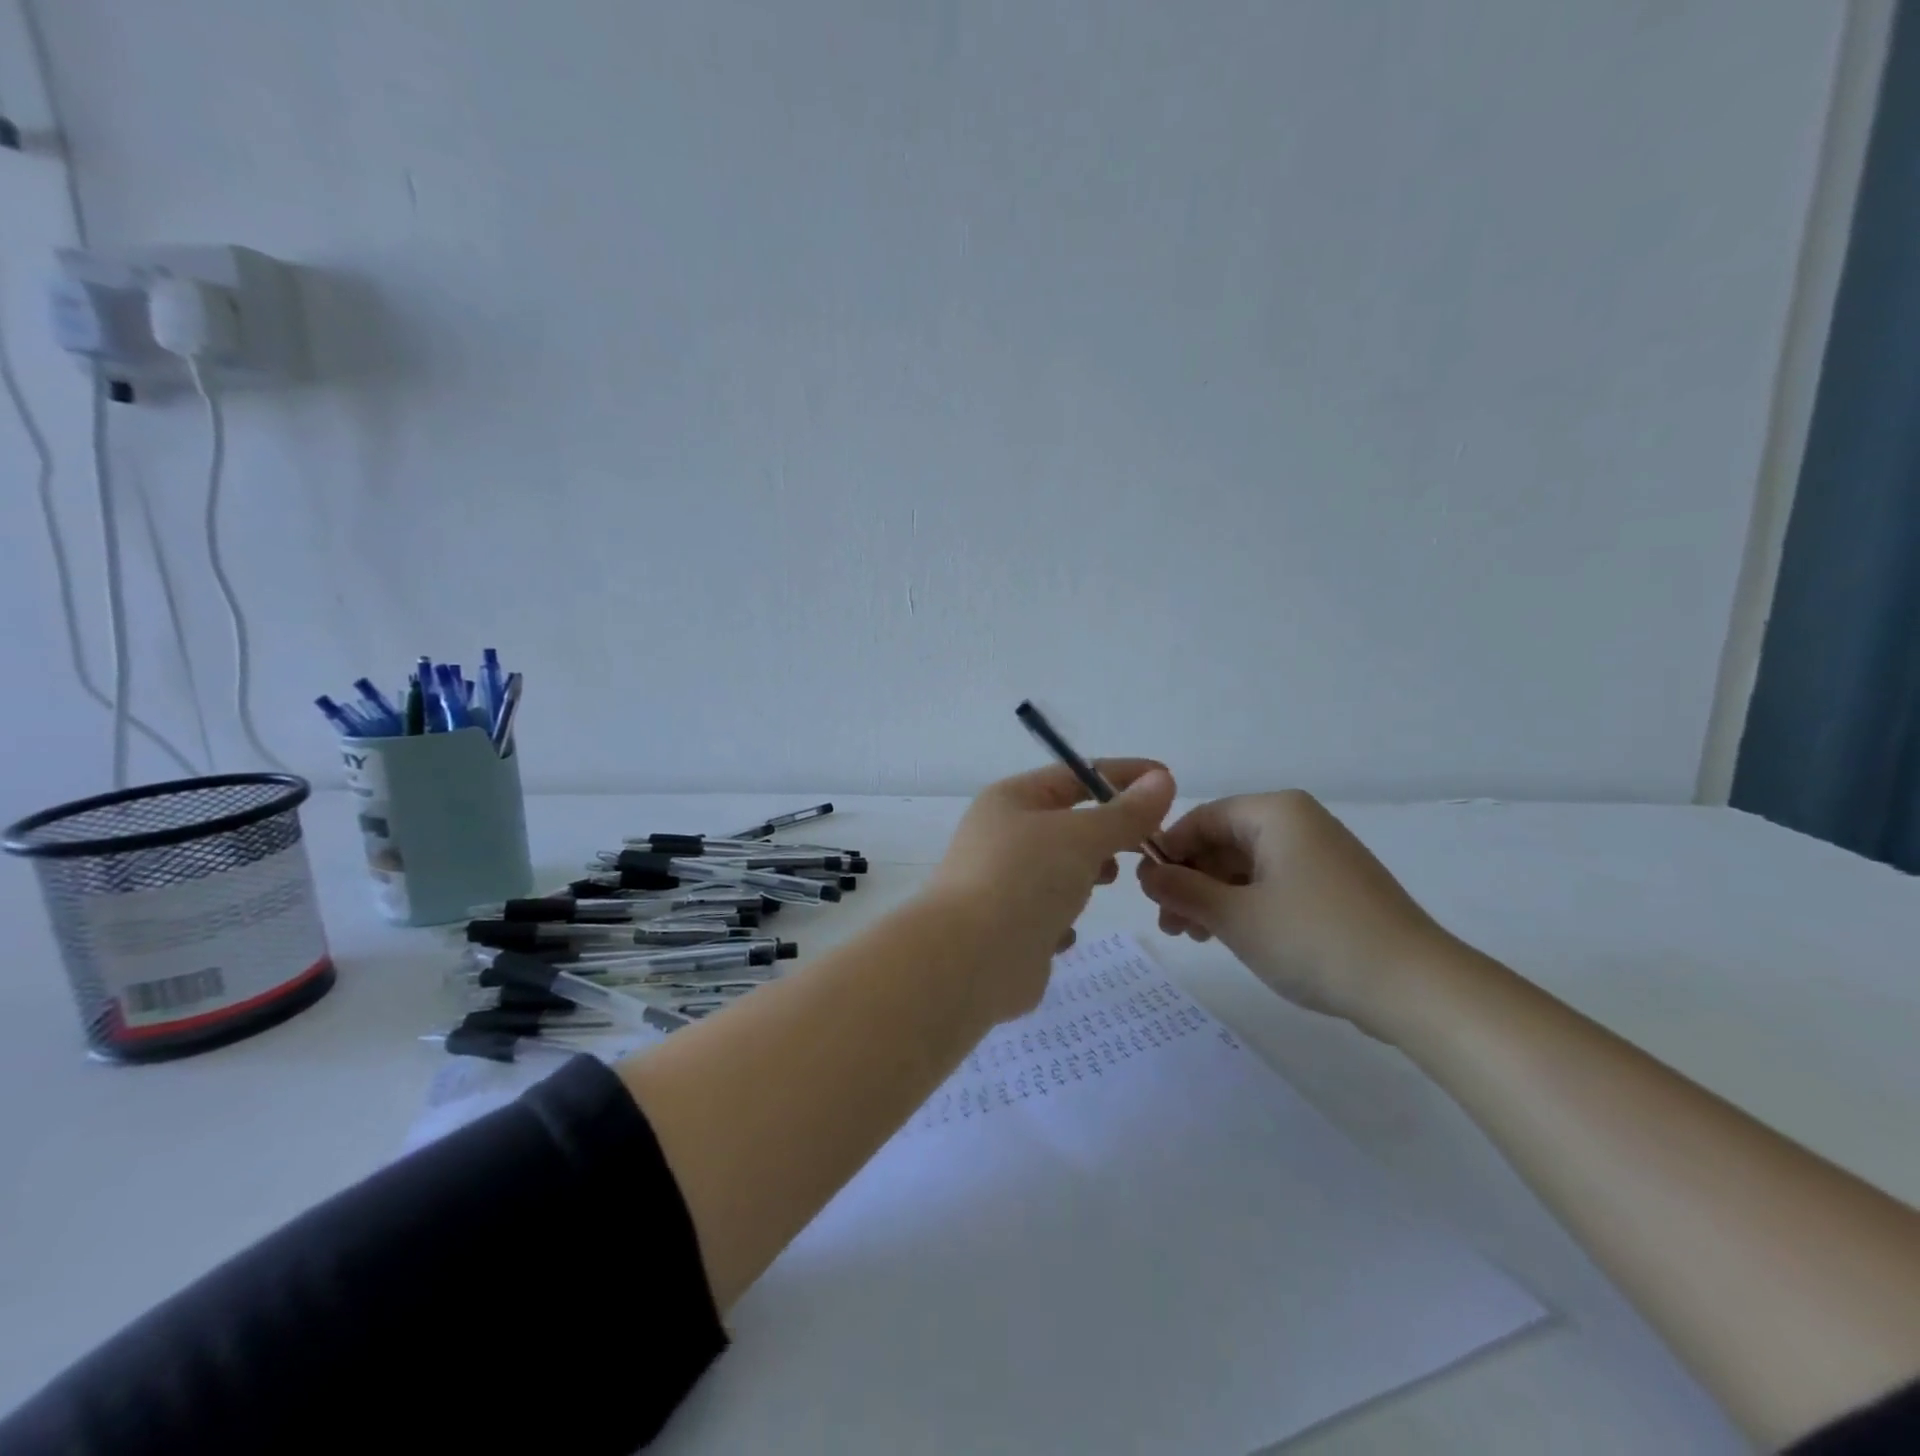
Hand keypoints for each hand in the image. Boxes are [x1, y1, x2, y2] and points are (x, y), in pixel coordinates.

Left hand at [924, 759, 1175, 1023]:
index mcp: (1011, 800)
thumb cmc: (1023, 880)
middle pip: (1069, 823)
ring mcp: (1003, 883)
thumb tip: (1161, 780)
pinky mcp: (1009, 928)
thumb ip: (1125, 813)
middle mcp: (1002, 836)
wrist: (969, 960)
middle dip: (1108, 831)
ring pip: (1060, 869)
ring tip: (1109, 880)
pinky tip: (1067, 930)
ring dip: (1088, 873)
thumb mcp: (1081, 836)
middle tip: (1150, 843)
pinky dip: (1064, 918)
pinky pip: (1048, 913)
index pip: (1074, 775)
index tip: (1167, 780)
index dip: (1121, 775)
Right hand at [1136, 790, 1452, 1034]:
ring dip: (1213, 897)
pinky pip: (1274, 884)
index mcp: (1275, 813)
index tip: (1146, 890)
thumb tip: (1147, 875)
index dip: (1168, 852)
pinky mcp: (1334, 888)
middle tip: (1168, 923)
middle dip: (1190, 880)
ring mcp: (1320, 855)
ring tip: (1192, 936)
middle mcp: (1298, 823)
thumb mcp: (1235, 916)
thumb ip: (1183, 891)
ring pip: (1246, 867)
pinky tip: (1229, 936)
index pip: (1202, 818)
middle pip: (1224, 842)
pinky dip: (1245, 906)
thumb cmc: (1315, 939)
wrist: (1416, 988)